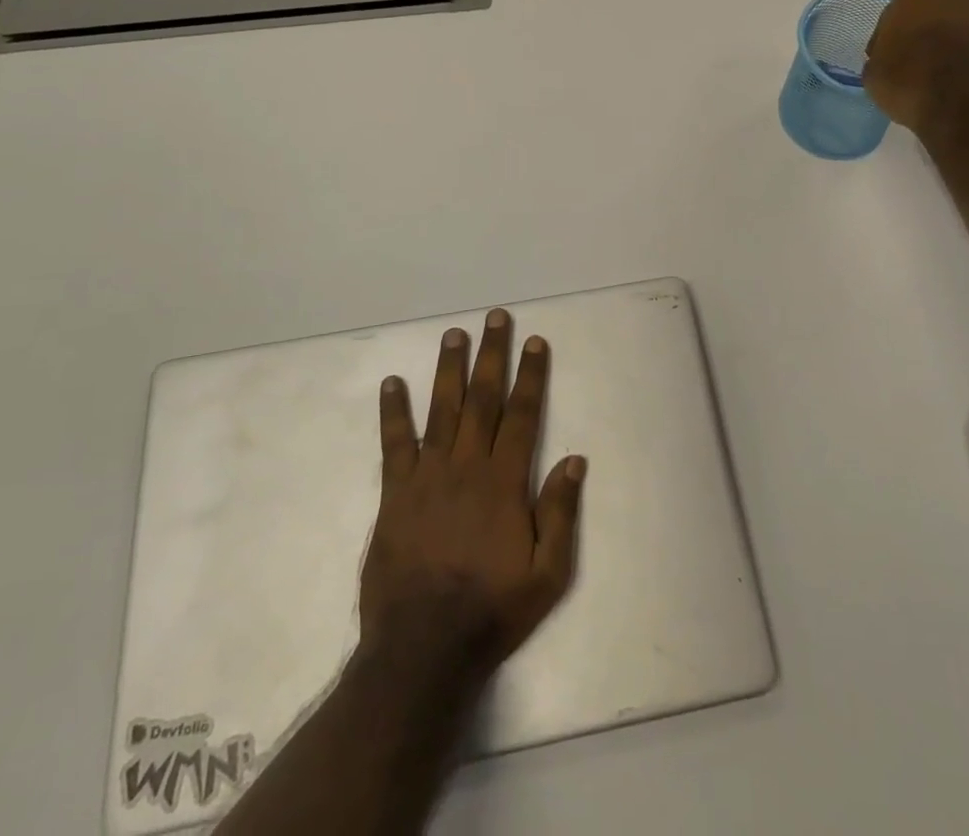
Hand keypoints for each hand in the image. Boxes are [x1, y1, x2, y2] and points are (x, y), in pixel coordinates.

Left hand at [361, 308, 585, 673]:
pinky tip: (392, 383)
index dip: (531, 375)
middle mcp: (467, 466)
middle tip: (495, 318)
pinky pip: (394, 444)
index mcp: (504, 482)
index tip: (535, 342)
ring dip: (449, 369)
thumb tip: (575, 460)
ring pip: (442, 410)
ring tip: (454, 334)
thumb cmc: (492, 610)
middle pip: (483, 399)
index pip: (522, 414)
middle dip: (492, 355)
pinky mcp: (395, 494)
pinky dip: (393, 412)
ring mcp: (428, 476)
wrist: (422, 649)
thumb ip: (560, 513)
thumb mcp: (547, 574)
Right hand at [863, 0, 968, 138]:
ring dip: (949, 52)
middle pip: (929, 21)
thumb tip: (887, 65)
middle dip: (921, 41)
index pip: (891, 19)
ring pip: (957, 35)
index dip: (886, 43)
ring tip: (940, 84)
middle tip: (913, 71)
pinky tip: (961, 90)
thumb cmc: (910, 83)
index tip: (885, 64)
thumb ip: (879, 63)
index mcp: (912, 1)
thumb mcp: (874, 78)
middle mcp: (950, 1)